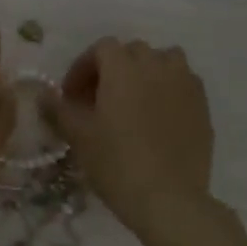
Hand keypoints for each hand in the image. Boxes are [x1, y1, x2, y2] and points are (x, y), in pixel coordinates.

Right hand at [47, 38, 213, 236]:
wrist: (167, 197)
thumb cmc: (115, 162)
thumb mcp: (78, 136)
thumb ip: (58, 109)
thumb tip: (43, 95)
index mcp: (123, 68)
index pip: (101, 48)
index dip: (82, 68)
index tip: (71, 95)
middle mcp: (157, 66)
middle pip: (132, 52)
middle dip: (113, 68)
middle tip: (98, 99)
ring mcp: (185, 84)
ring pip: (164, 61)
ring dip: (146, 72)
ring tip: (134, 101)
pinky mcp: (203, 106)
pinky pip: (183, 83)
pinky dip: (168, 89)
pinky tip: (157, 117)